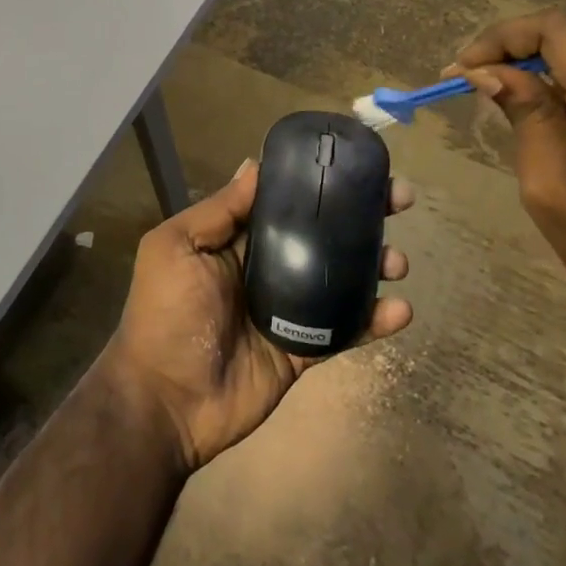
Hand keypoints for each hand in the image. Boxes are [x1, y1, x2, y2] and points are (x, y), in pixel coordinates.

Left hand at [102, 159, 414, 471]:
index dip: (319, 183)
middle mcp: (267, 267)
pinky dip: (374, 320)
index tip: (357, 166)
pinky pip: (344, 329)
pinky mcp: (302, 349)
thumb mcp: (176, 247)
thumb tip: (254, 164)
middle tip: (399, 200)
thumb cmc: (166, 313)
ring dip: (374, 264)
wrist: (165, 401)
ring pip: (340, 278)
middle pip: (322, 234)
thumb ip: (219, 210)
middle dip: (361, 215)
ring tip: (397, 260)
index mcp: (236, 240)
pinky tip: (400, 310)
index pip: (285, 201)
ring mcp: (288, 309)